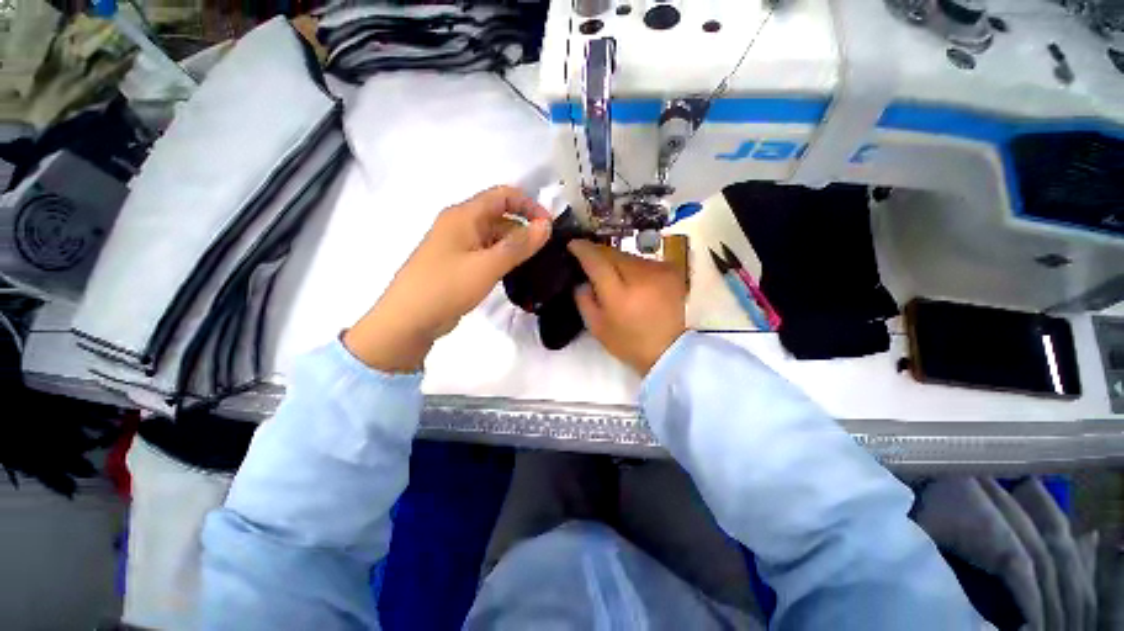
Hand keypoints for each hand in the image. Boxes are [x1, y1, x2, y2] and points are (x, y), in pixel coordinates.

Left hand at [344, 186, 551, 371]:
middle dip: (524, 229)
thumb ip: (519, 245)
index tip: (549, 226)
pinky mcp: (458, 264)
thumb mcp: (488, 265)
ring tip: (535, 263)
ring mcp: (458, 246)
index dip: (529, 205)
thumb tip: (546, 225)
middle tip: (546, 251)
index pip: (503, 196)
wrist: (409, 320)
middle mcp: (460, 225)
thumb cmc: (447, 286)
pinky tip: (515, 272)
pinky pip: (486, 253)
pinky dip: (502, 259)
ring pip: (494, 237)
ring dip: (514, 246)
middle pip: (499, 216)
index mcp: (464, 216)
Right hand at [568, 240, 686, 374]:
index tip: (573, 244)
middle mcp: (640, 276)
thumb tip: (582, 280)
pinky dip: (634, 267)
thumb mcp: (596, 327)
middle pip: (613, 253)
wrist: (669, 351)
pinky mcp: (672, 271)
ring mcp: (659, 271)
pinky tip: (634, 280)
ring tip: (613, 273)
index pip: (597, 261)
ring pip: (629, 255)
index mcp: (619, 294)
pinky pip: (644, 261)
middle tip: (590, 259)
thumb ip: (584, 300)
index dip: (583, 249)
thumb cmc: (628, 342)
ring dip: (617, 261)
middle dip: (599, 253)